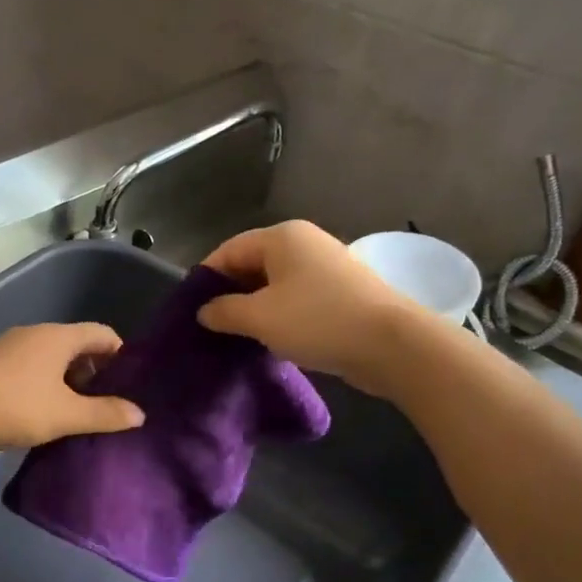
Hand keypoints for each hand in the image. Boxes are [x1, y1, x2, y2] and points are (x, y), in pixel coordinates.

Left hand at [0, 322, 144, 452]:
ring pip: (51, 357)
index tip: (129, 382)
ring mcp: (9, 347)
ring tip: (75, 411)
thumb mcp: (67, 415)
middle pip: (75, 344)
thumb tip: (139, 414)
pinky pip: (29, 367)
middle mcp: (35, 333)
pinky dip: (44, 384)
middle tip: (105, 401)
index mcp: (58, 337)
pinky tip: (42, 411)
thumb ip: (105, 414)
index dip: (120, 354)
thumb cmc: (16, 407)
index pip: (101, 333)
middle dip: (94, 370)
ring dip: (67, 379)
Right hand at [197, 221, 423, 394]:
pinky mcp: (340, 293)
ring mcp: (326, 268)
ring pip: (274, 285)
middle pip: (252, 265)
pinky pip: (296, 299)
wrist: (390, 344)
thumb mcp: (259, 317)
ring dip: (254, 309)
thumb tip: (204, 311)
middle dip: (230, 295)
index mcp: (282, 237)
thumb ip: (224, 311)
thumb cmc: (317, 321)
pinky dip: (279, 316)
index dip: (206, 278)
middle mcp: (304, 244)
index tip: (191, 310)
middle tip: (211, 328)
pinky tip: (270, 340)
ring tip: (236, 338)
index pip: (229, 250)